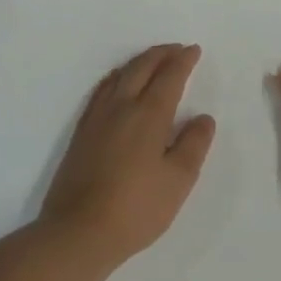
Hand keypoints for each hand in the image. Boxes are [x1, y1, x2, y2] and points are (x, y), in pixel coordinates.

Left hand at [39, 44, 216, 267]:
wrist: (78, 231)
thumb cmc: (136, 208)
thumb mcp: (178, 180)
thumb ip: (193, 145)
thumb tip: (202, 117)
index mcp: (148, 115)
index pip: (169, 77)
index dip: (183, 61)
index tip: (193, 50)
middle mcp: (121, 107)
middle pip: (141, 68)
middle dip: (161, 54)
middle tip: (176, 49)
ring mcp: (96, 118)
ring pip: (119, 76)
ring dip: (138, 62)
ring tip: (152, 60)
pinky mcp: (81, 133)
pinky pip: (101, 90)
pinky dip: (116, 77)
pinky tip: (117, 84)